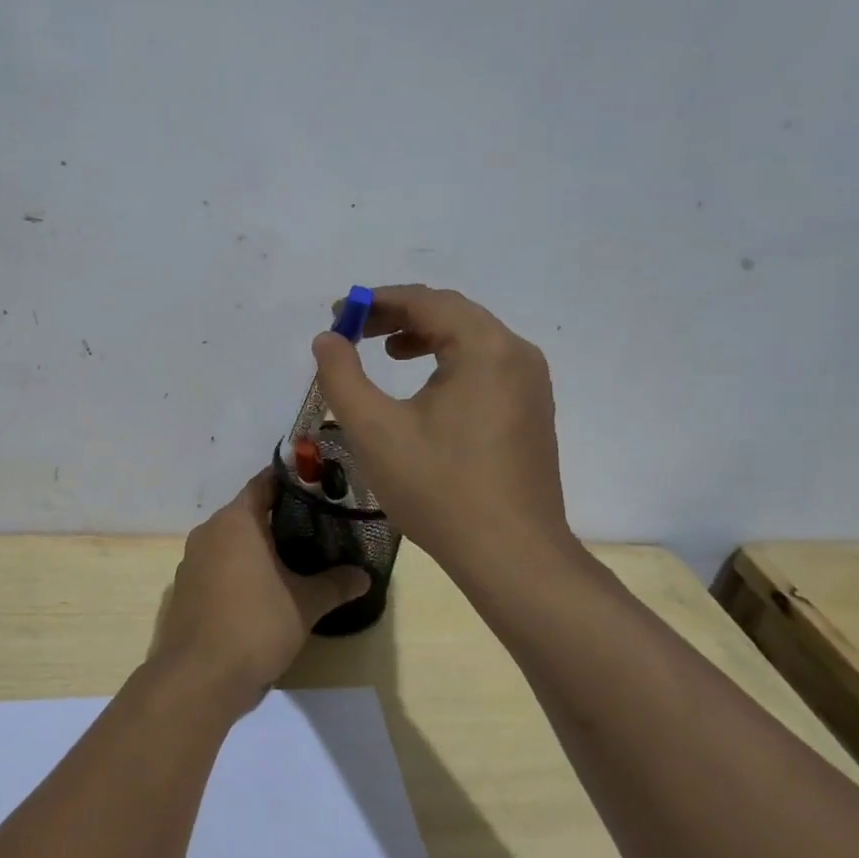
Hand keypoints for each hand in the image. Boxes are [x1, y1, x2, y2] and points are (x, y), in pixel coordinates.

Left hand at [152, 469, 369, 714]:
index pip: (264, 483)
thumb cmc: (255, 626)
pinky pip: (218, 565)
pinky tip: (263, 589)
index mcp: (235, 521)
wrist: (198, 678)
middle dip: (279, 517)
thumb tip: (365, 576)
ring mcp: (192, 560)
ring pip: (231, 540)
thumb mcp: (305, 604)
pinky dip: (239, 568)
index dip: (292, 482)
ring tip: (295, 557)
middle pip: (248, 512)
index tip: (318, 486)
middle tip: (317, 525)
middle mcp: (209, 531)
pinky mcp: (186, 588)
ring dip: (258, 546)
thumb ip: (335, 584)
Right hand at [312, 284, 574, 576]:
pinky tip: (424, 388)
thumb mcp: (374, 429)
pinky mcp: (531, 410)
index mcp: (485, 348)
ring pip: (470, 338)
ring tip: (385, 351)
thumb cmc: (440, 488)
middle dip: (398, 315)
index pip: (426, 301)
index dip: (376, 301)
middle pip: (451, 314)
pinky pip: (485, 365)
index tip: (338, 315)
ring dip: (423, 336)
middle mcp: (516, 354)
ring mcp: (530, 383)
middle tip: (354, 332)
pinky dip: (447, 361)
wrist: (512, 556)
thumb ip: (342, 375)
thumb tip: (327, 339)